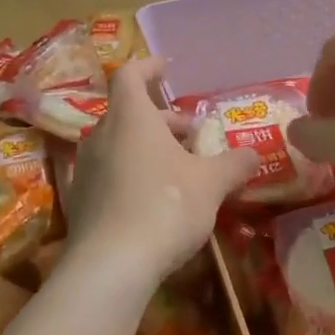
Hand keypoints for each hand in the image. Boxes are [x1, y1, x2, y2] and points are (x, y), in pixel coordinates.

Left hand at [62, 57, 260, 288]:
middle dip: (163, 121)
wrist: (110, 266)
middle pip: (130, 114)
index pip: (130, 75)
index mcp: (131, 118)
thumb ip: (233, 165)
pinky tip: (155, 200)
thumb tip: (254, 154)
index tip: (166, 69)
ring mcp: (86, 169)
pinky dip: (133, 174)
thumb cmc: (165, 206)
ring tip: (180, 169)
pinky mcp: (80, 202)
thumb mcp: (211, 184)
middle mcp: (101, 135)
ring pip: (120, 145)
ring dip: (149, 149)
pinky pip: (110, 174)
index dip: (148, 68)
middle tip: (193, 136)